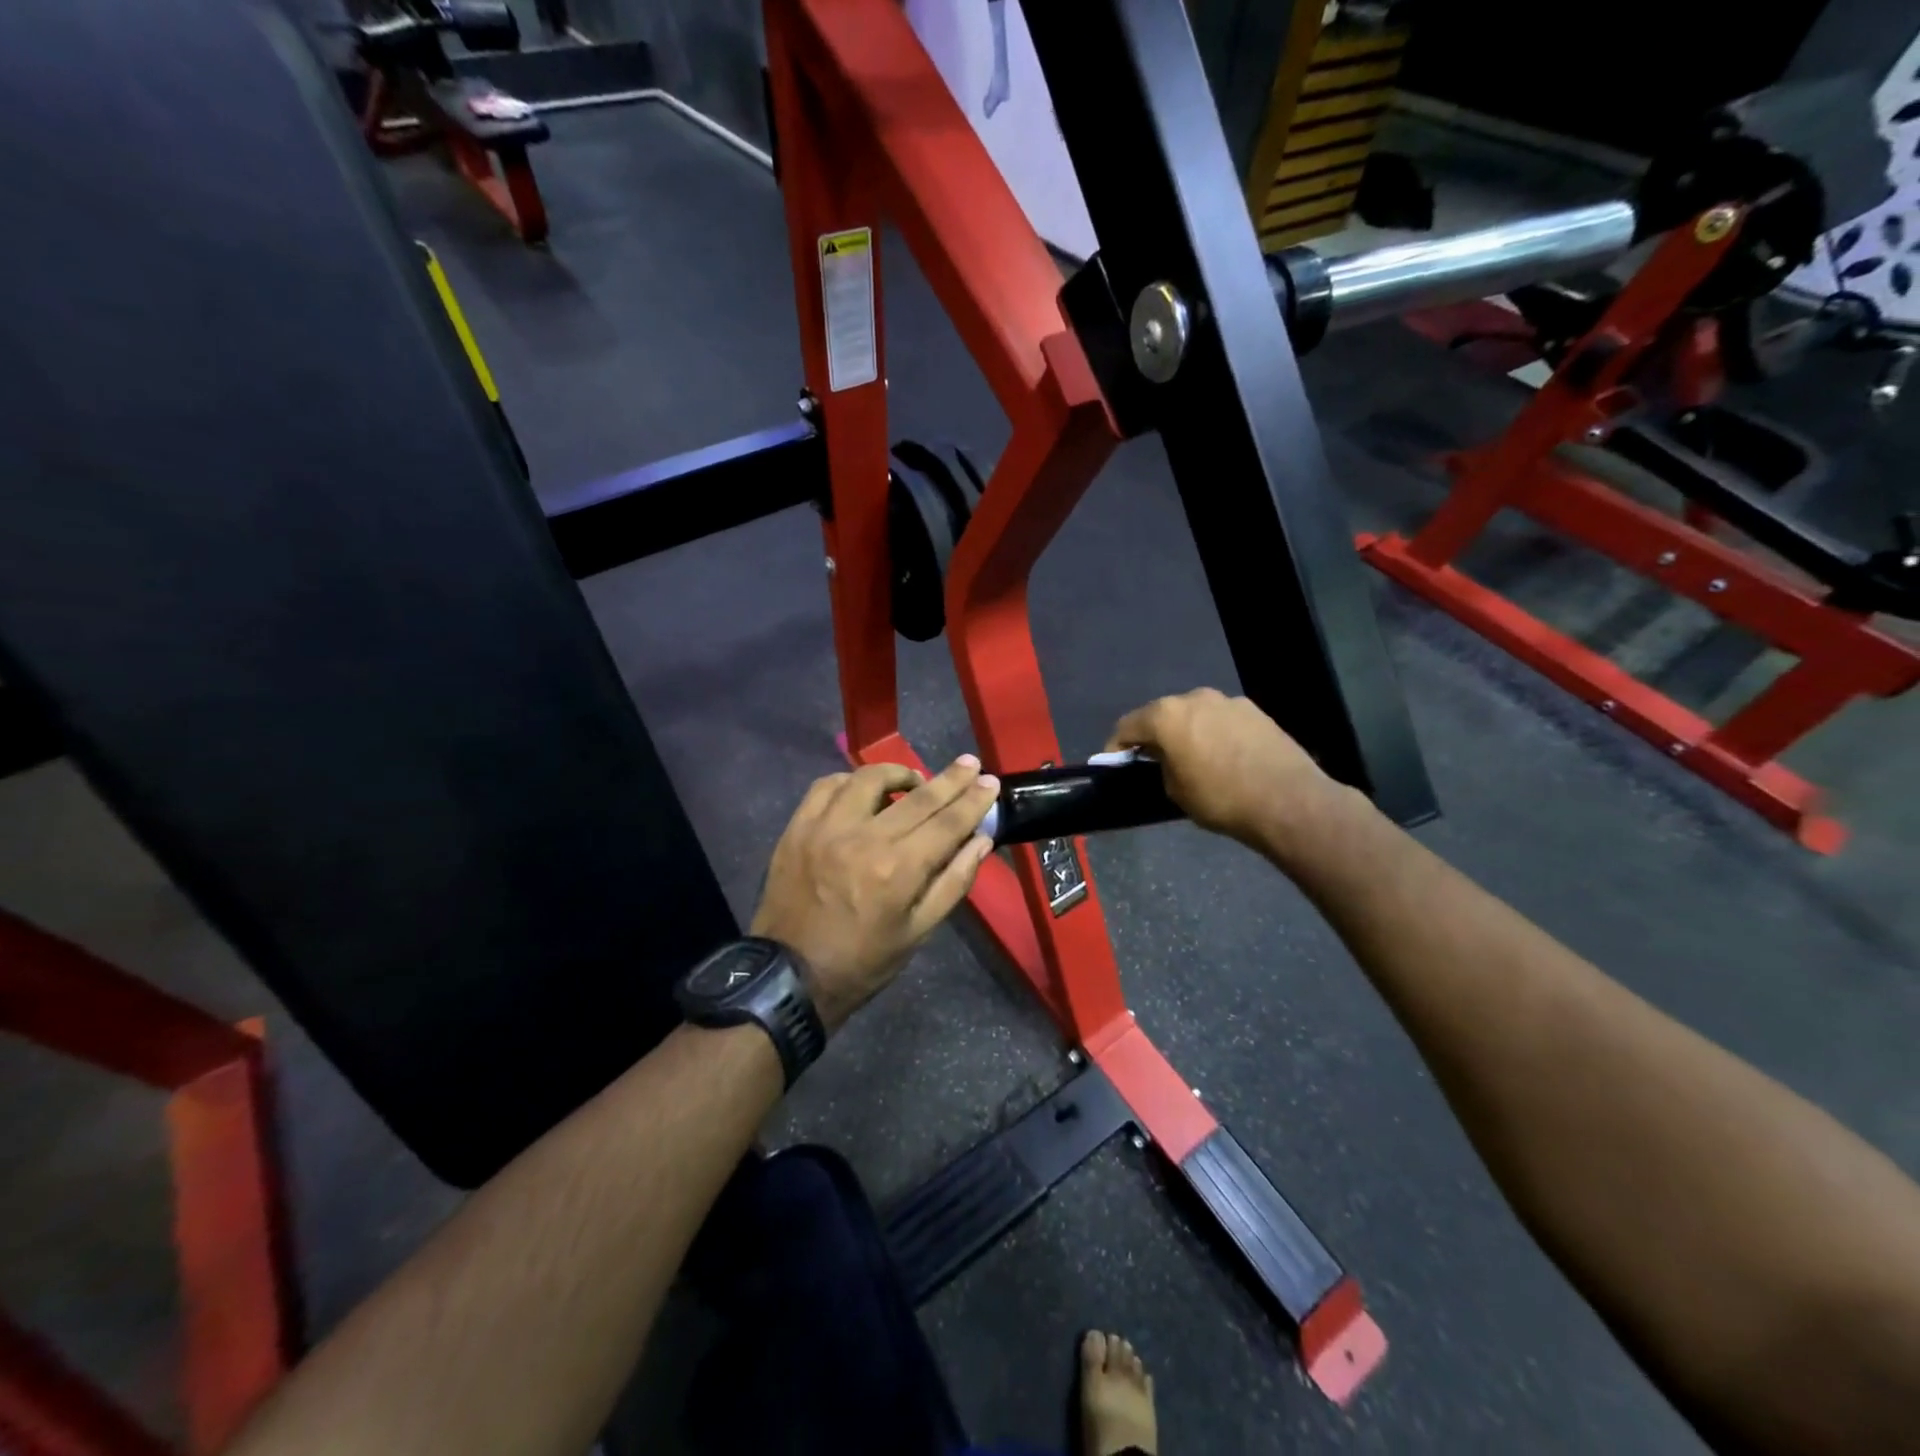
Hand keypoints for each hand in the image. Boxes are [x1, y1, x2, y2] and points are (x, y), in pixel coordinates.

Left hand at [751, 756, 999, 1031]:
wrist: (789, 977)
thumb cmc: (862, 962)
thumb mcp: (918, 932)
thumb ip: (953, 882)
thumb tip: (981, 841)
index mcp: (898, 869)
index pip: (948, 822)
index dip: (973, 800)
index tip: (990, 782)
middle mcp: (864, 838)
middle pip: (918, 796)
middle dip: (950, 778)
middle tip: (969, 763)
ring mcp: (826, 828)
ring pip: (869, 779)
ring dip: (898, 773)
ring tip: (913, 781)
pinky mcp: (798, 828)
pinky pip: (827, 787)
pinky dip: (850, 781)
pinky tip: (862, 789)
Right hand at [1106, 688, 1346, 851]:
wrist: (1287, 801)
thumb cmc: (1220, 798)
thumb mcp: (1174, 790)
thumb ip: (1161, 766)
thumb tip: (1165, 758)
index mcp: (1166, 715)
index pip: (1127, 725)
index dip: (1117, 746)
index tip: (1115, 764)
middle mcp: (1194, 697)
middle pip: (1161, 714)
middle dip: (1154, 735)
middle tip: (1152, 760)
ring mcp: (1228, 701)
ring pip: (1194, 714)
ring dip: (1186, 731)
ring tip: (1192, 757)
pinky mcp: (1255, 710)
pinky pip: (1221, 719)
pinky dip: (1214, 732)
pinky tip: (1223, 756)